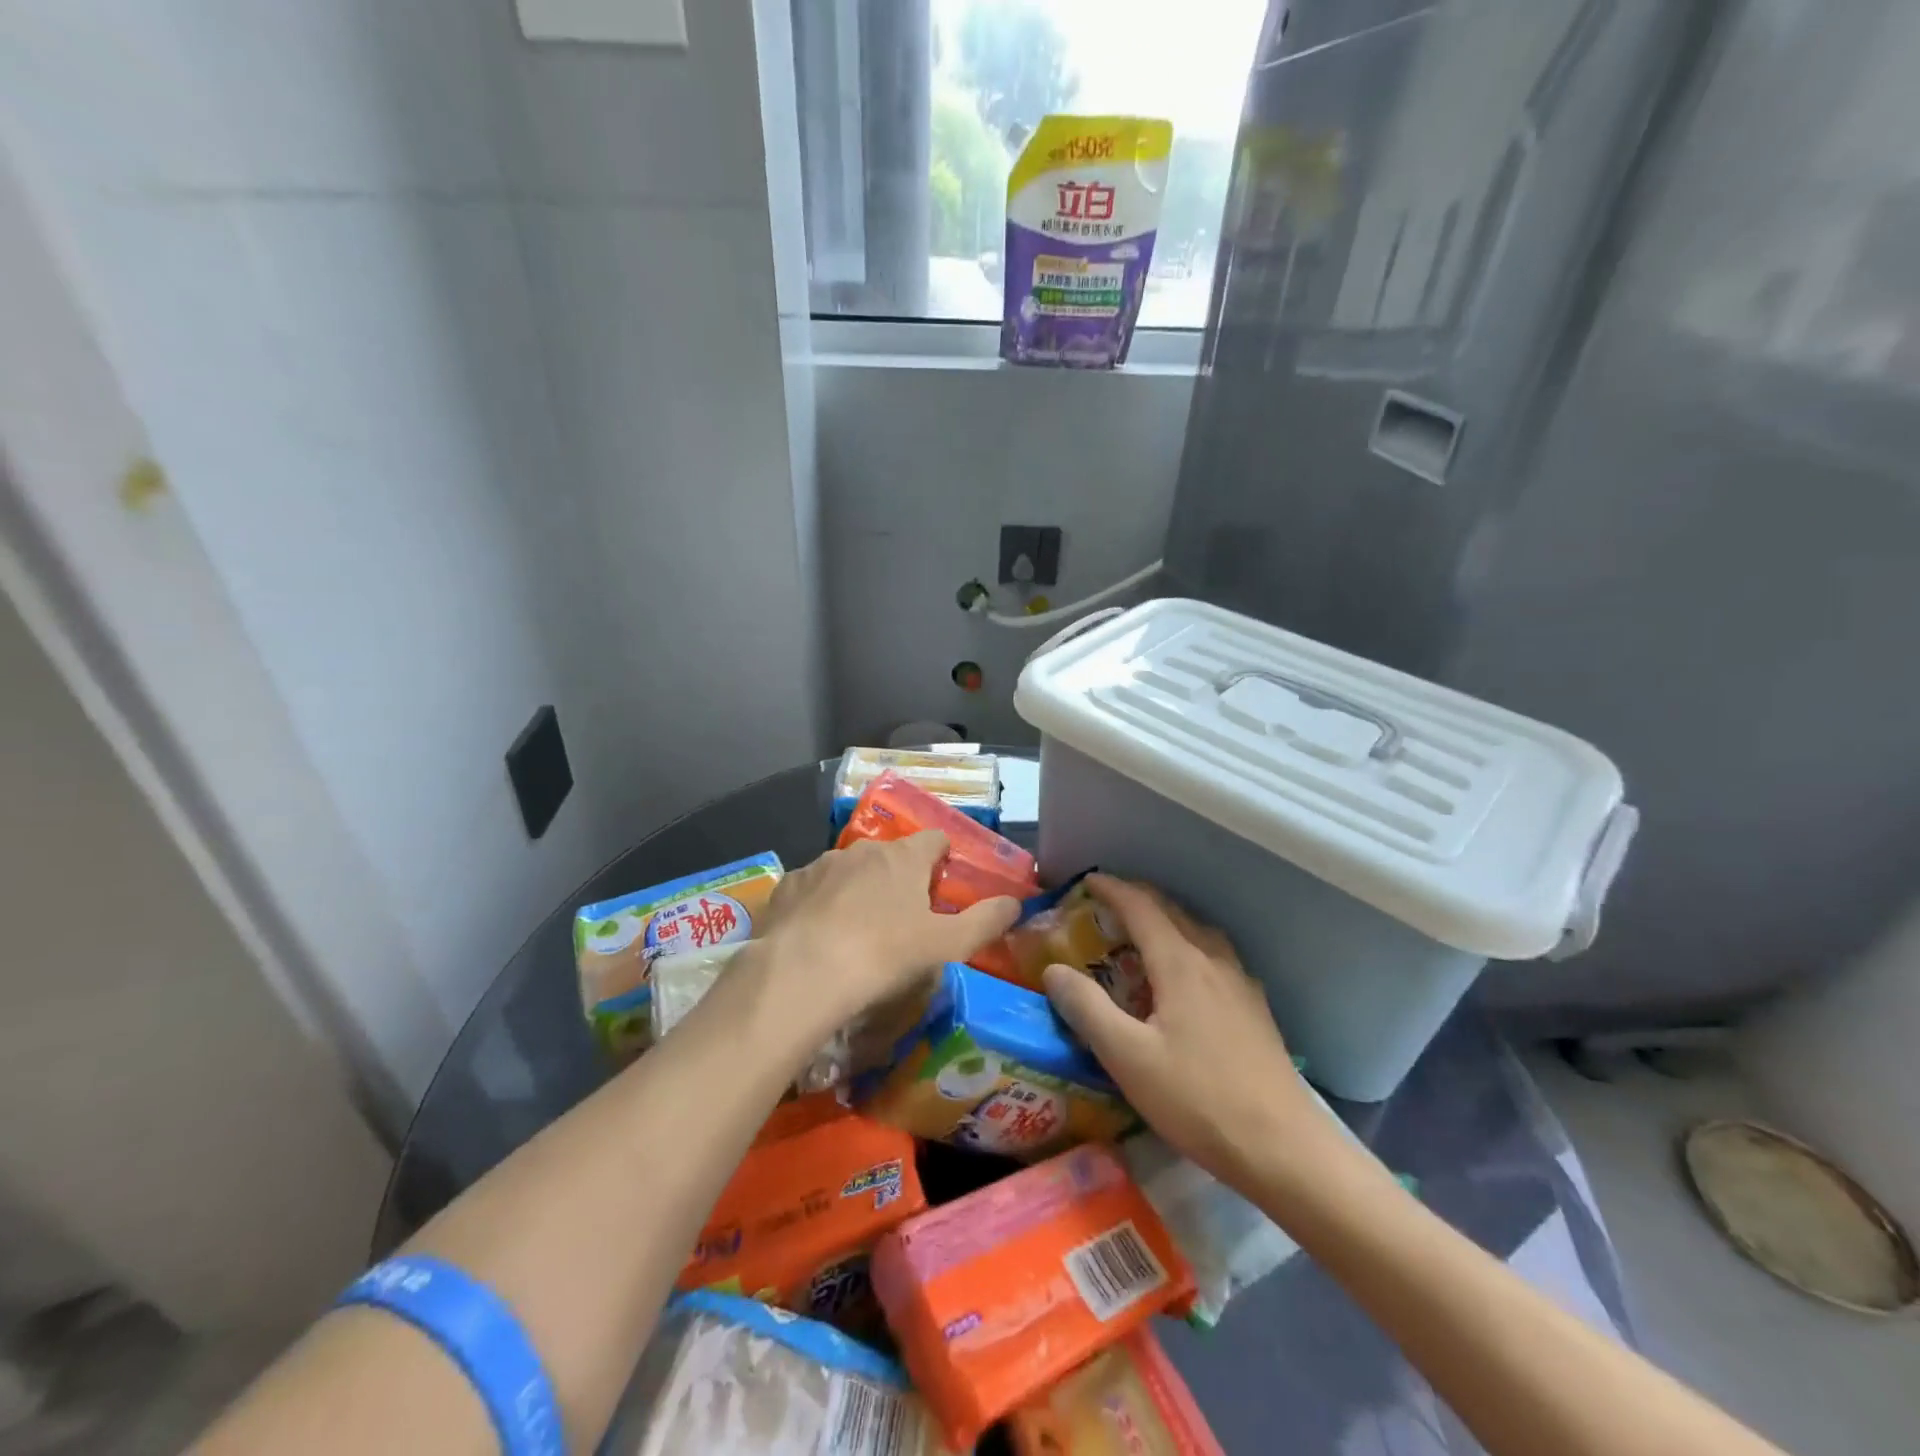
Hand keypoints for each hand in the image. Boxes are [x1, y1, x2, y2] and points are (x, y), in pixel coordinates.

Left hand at [761, 832, 1018, 1035]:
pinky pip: (813, 888)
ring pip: (849, 870)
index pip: (934, 840)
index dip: (942, 860)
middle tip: (902, 920)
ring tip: (856, 933)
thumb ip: (985, 921)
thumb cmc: (883, 954)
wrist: (801, 972)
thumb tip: (1015, 903)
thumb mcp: (946, 944)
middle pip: (890, 856)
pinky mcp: (788, 885)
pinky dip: (821, 904)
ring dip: (858, 890)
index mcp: (904, 857)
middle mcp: (863, 850)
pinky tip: (818, 937)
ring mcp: (820, 864)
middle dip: (898, 878)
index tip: (941, 887)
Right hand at [1043, 874, 1334, 1191]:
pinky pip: (1216, 957)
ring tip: (1144, 934)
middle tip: (1107, 903)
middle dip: (1139, 899)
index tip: (1088, 880)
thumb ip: (1087, 1009)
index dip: (1113, 889)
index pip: (1142, 907)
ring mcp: (1241, 984)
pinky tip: (1187, 978)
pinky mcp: (1255, 1010)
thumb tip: (1053, 970)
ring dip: (1167, 920)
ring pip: (1199, 932)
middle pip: (1174, 912)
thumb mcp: (1128, 1058)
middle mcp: (1214, 962)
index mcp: (1181, 964)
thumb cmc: (1198, 1100)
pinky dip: (1189, 946)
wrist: (1285, 1149)